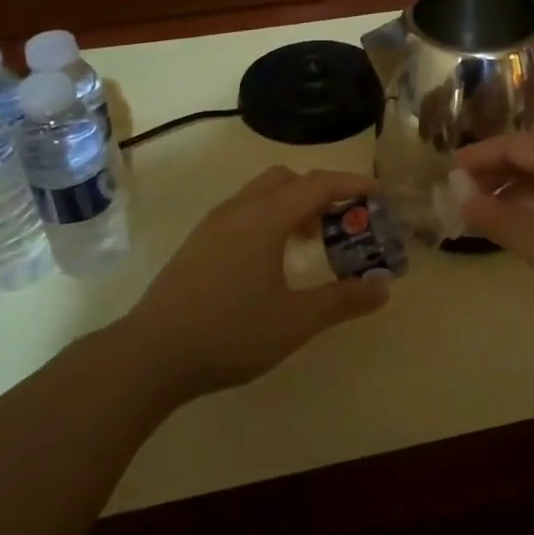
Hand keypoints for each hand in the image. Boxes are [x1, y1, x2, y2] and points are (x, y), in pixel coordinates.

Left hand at [121, 166, 391, 398]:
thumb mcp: (294, 322)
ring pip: (263, 194)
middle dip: (321, 192)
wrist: (150, 354)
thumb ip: (342, 301)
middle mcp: (239, 209)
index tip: (379, 194)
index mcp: (265, 218)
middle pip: (288, 180)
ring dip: (294, 205)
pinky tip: (274, 260)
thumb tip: (383, 287)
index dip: (352, 184)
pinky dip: (270, 218)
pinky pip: (244, 211)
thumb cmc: (229, 334)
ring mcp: (214, 224)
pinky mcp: (199, 242)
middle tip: (345, 221)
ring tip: (313, 241)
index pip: (317, 184)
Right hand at [455, 132, 533, 345]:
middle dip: (494, 171)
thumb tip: (464, 200)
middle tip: (463, 194)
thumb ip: (500, 220)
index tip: (447, 172)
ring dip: (515, 187)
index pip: (512, 144)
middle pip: (531, 153)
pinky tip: (528, 225)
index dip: (477, 156)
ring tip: (488, 212)